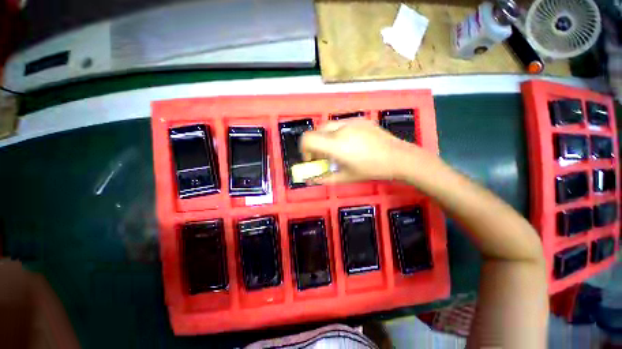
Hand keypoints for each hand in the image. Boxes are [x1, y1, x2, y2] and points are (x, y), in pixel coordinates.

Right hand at [299, 119, 420, 183]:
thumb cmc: (371, 170)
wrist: (398, 157)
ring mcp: (351, 121)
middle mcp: (340, 129)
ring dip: (326, 138)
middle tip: (325, 156)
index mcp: (336, 145)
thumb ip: (325, 178)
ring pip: (328, 127)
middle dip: (315, 144)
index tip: (312, 159)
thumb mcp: (346, 178)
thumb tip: (311, 180)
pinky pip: (341, 124)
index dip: (304, 149)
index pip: (307, 139)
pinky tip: (351, 143)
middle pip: (316, 131)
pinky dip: (338, 133)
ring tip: (338, 150)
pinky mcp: (359, 119)